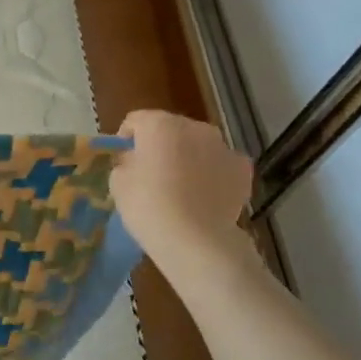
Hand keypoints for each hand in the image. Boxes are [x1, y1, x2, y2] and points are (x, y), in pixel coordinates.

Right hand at [111, 111, 254, 267]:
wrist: (195, 239)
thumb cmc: (148, 206)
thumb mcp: (118, 183)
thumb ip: (125, 162)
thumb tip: (135, 159)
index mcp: (159, 124)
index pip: (136, 120)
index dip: (127, 139)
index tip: (123, 161)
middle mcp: (194, 127)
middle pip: (170, 129)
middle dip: (160, 145)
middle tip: (151, 174)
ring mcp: (223, 146)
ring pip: (198, 144)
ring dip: (188, 157)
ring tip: (181, 187)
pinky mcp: (243, 169)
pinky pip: (220, 164)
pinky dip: (212, 173)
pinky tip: (204, 196)